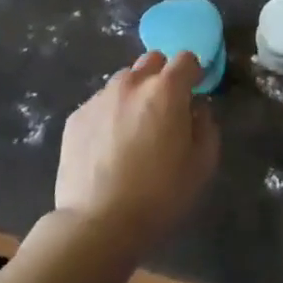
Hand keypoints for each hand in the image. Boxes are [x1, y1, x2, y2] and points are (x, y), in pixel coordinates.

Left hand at [54, 51, 219, 255]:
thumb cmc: (159, 195)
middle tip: (164, 108)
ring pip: (124, 81)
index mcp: (166, 90)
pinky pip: (100, 104)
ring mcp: (100, 98)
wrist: (97, 224)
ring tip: (133, 128)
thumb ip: (206, 125)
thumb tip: (197, 107)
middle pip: (152, 61)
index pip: (186, 58)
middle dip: (162, 76)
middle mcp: (132, 83)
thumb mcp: (202, 165)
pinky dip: (109, 114)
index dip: (193, 72)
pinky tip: (108, 146)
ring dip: (134, 94)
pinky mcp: (76, 118)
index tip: (194, 91)